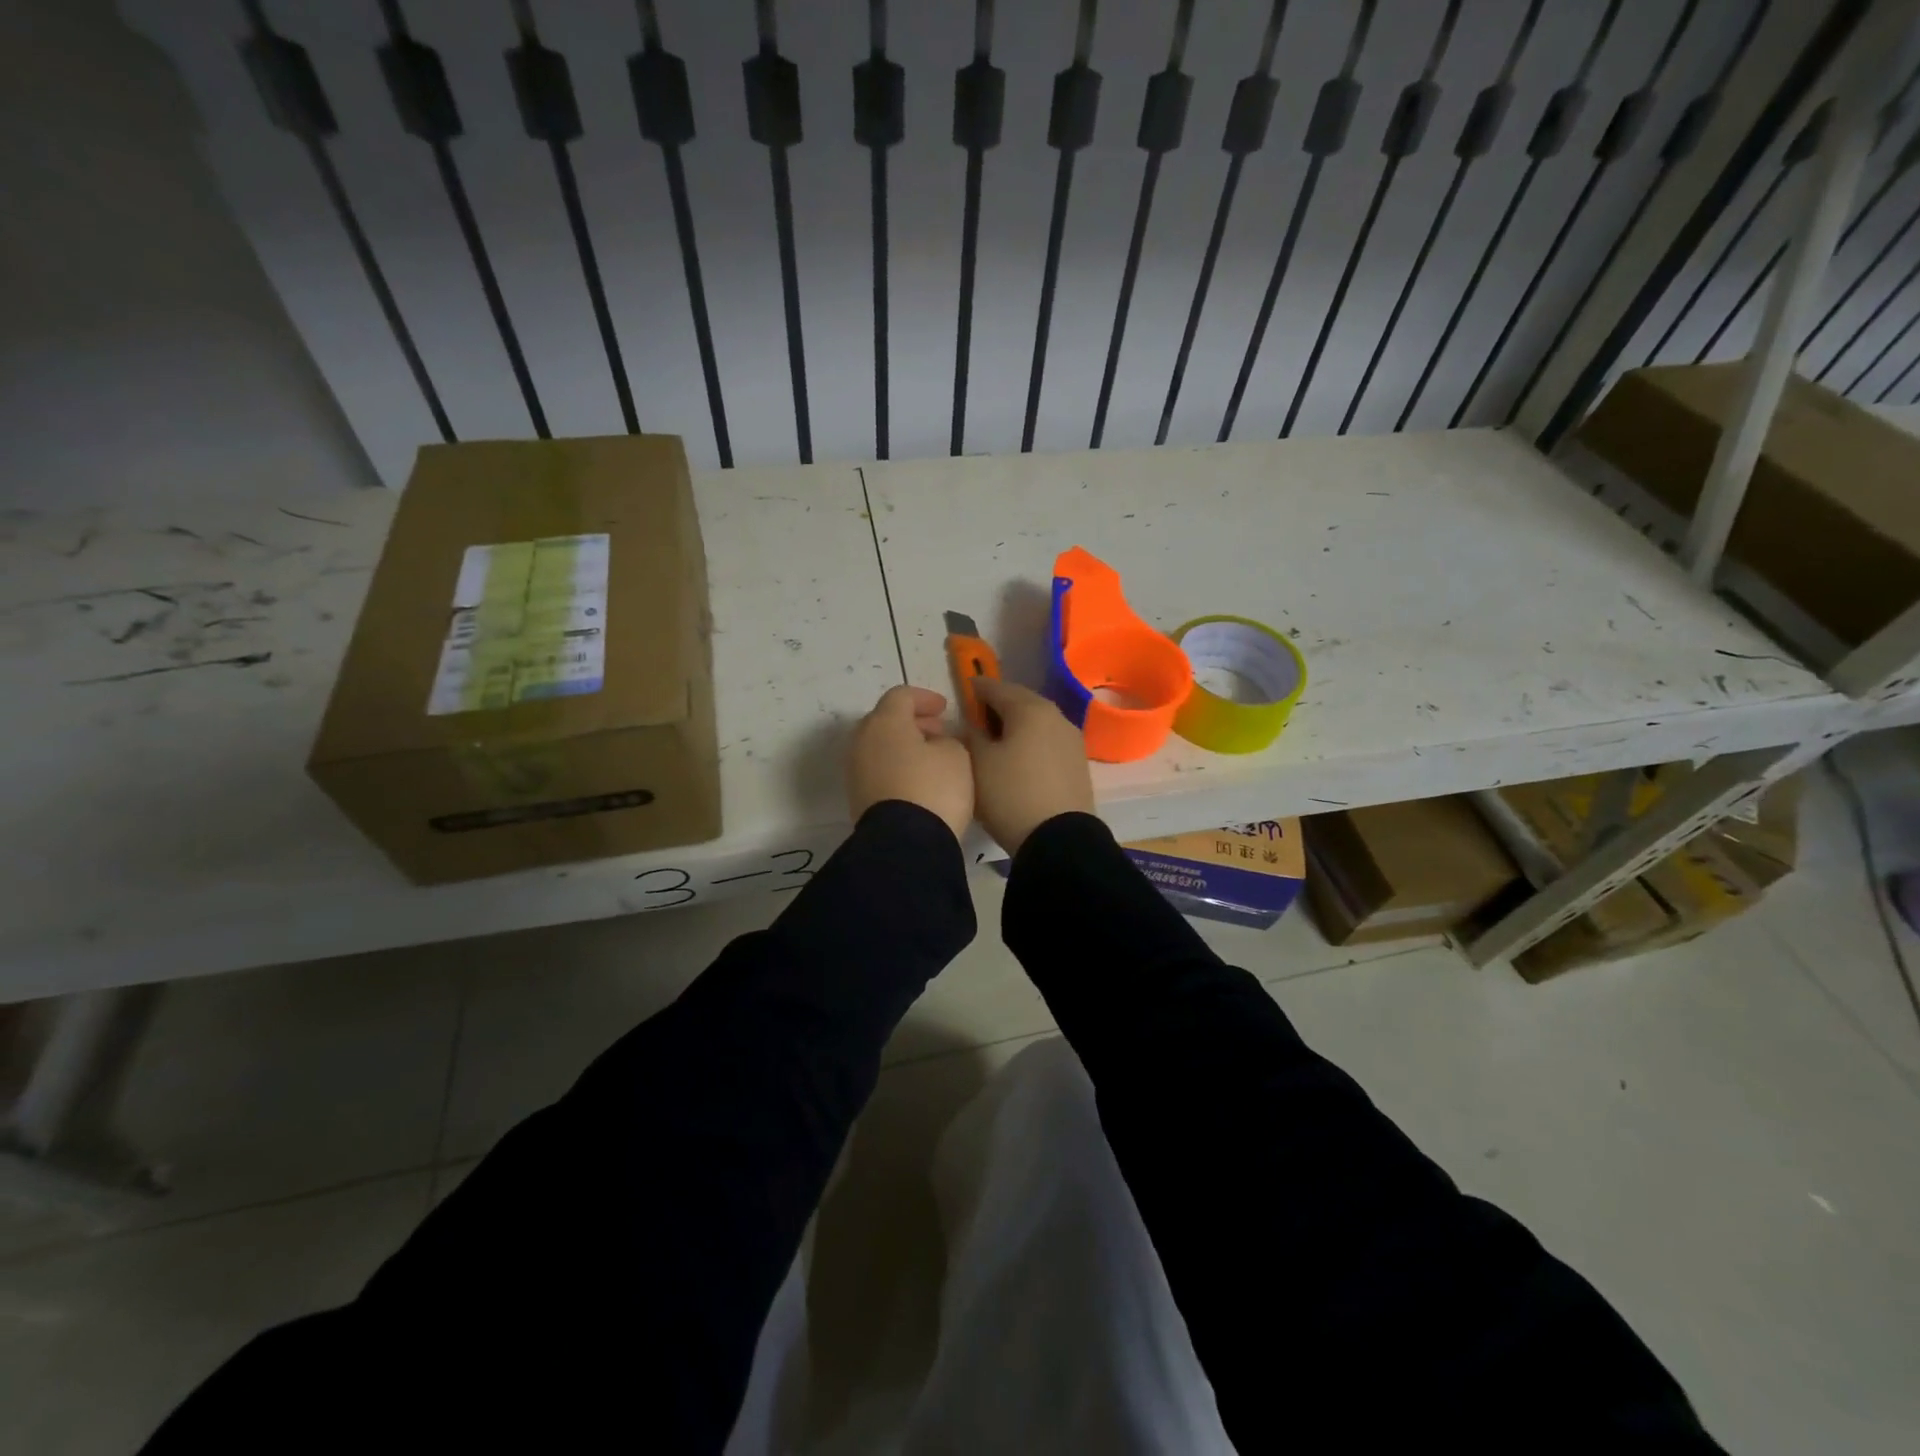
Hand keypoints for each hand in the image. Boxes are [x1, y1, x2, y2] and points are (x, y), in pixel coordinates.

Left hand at [847, 685, 973, 840]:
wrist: (904, 844)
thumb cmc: (933, 788)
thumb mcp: (956, 755)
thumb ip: (946, 740)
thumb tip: (933, 745)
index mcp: (884, 722)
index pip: (901, 696)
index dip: (924, 698)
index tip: (944, 709)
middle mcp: (862, 741)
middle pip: (885, 720)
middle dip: (912, 722)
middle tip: (938, 732)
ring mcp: (856, 770)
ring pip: (879, 746)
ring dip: (903, 746)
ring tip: (931, 759)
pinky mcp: (857, 797)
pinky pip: (878, 769)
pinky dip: (896, 766)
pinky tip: (917, 780)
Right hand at [967, 679, 1094, 853]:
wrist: (1059, 840)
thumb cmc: (1010, 794)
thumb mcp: (978, 763)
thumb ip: (971, 735)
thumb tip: (972, 724)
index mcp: (1030, 709)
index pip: (997, 687)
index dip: (977, 688)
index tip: (964, 690)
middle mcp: (1056, 716)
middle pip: (1022, 701)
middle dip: (999, 704)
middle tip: (978, 715)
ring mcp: (1072, 740)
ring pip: (1038, 721)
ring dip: (1017, 724)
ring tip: (996, 738)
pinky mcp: (1078, 763)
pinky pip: (1048, 741)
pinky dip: (1031, 741)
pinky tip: (1019, 757)